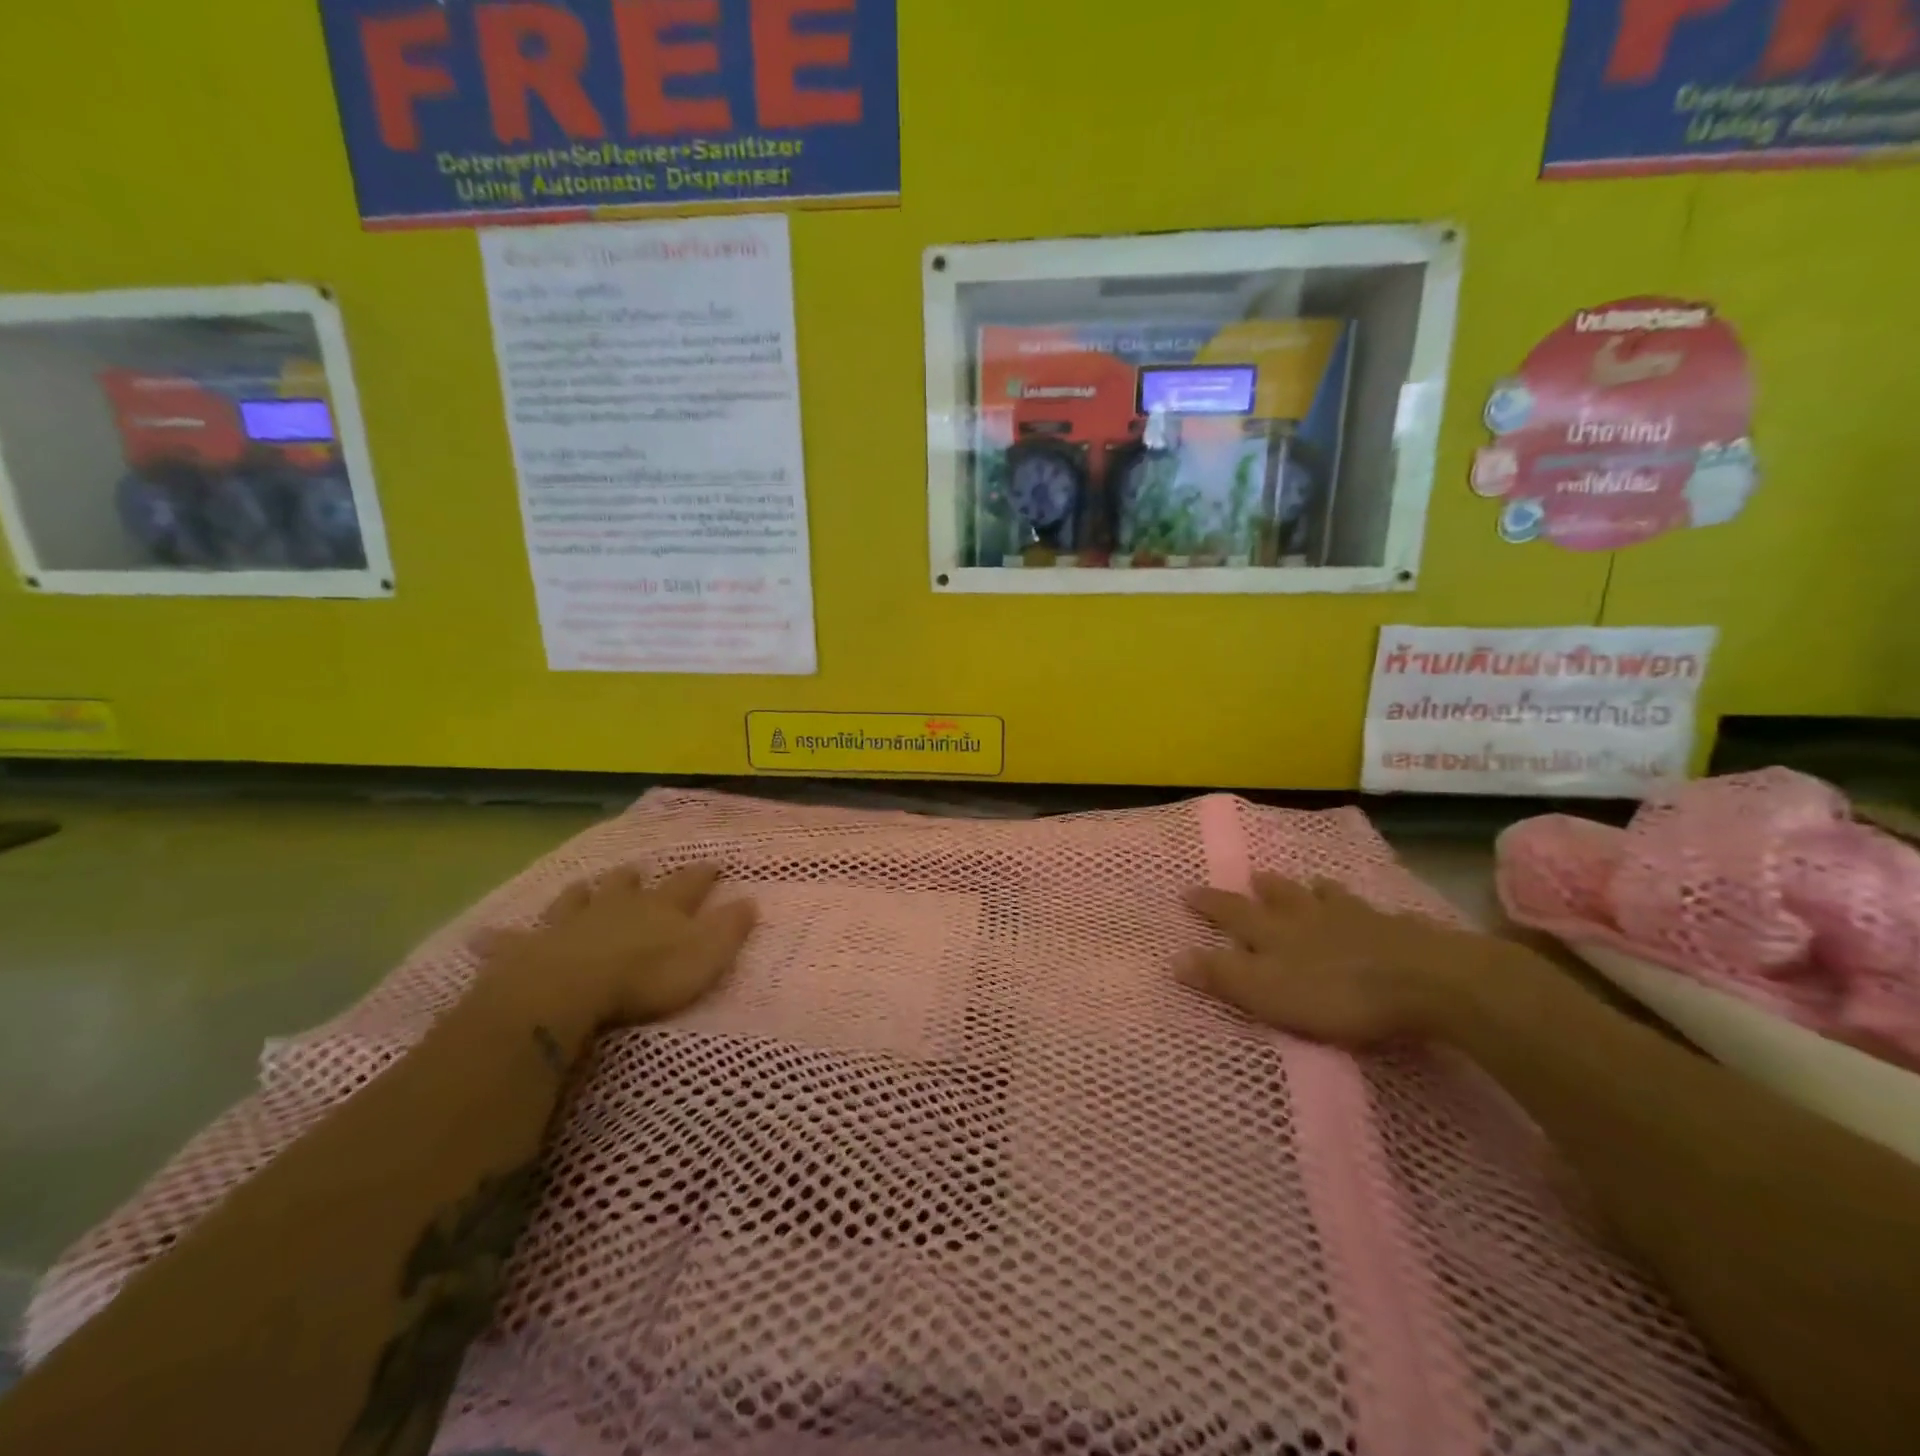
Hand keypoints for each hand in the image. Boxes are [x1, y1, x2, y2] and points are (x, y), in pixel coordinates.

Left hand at [479, 863, 756, 1031]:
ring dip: (583, 893)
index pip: (689, 884)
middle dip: (636, 878)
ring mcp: (569, 924)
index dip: (703, 875)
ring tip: (583, 886)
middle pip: (628, 885)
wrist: (568, 991)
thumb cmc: (646, 977)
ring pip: (577, 900)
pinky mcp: (527, 949)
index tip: (713, 864)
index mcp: (660, 908)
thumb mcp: (705, 956)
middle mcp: (616, 907)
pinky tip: (485, 936)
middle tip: (638, 871)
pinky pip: (511, 940)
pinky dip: (501, 938)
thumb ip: (730, 929)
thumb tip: (752, 901)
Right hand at [1178, 874, 1481, 1045]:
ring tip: (1312, 883)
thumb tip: (1175, 957)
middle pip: (1282, 896)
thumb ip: (1223, 976)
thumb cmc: (1337, 993)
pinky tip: (1375, 911)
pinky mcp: (1398, 930)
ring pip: (1327, 897)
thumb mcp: (1268, 992)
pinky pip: (1374, 912)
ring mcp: (1356, 918)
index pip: (1232, 912)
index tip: (1188, 890)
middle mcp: (1309, 916)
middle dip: (1264, 888)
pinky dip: (1364, 908)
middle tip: (1254, 877)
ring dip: (1313, 890)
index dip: (1209, 903)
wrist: (1424, 980)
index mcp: (1275, 932)